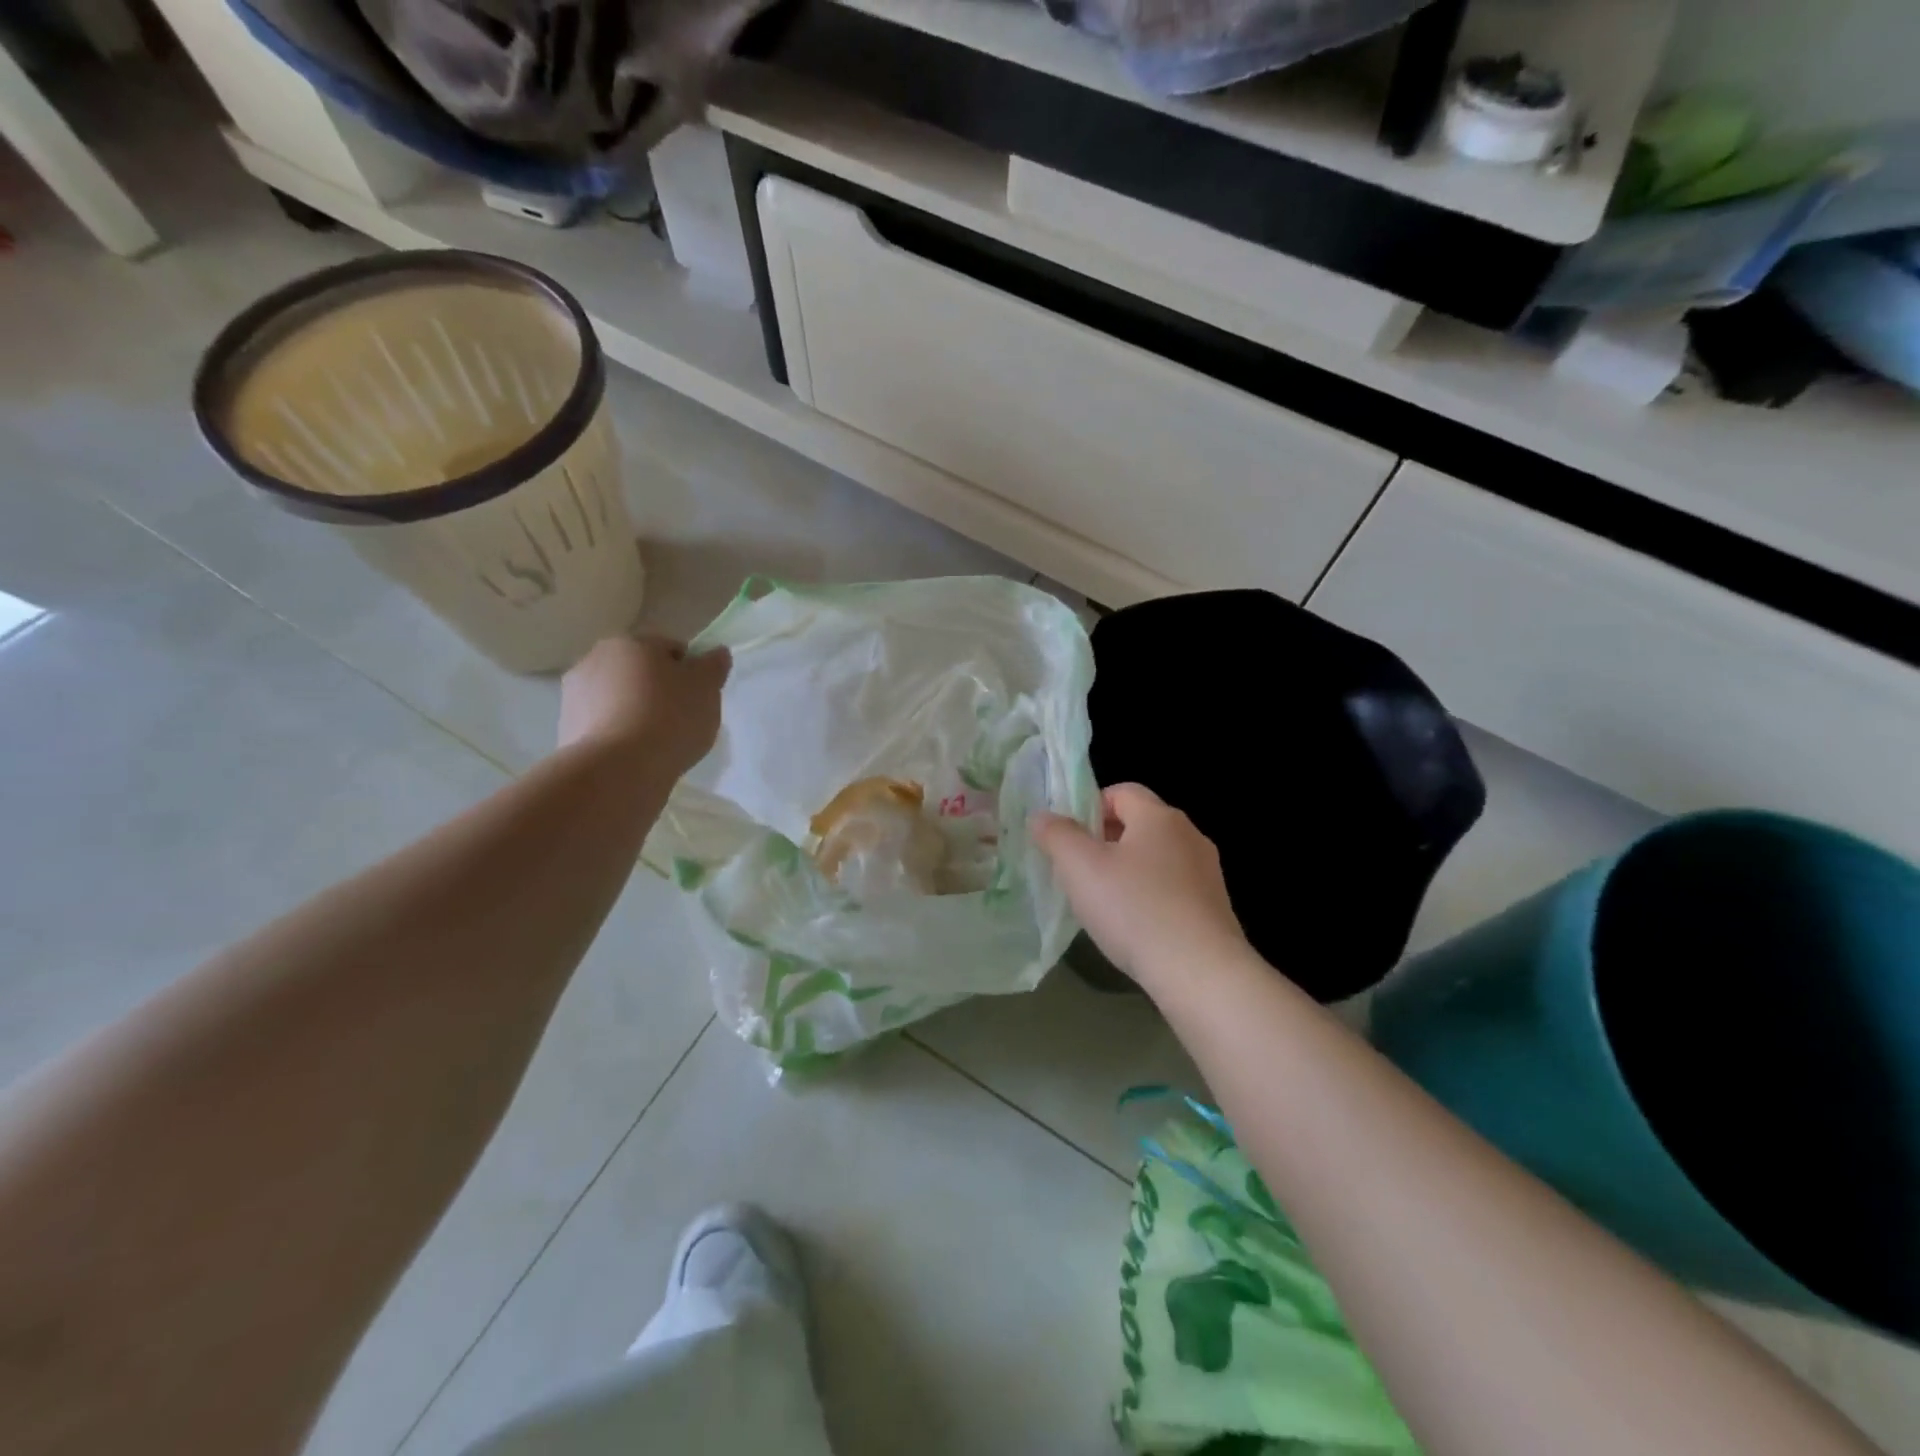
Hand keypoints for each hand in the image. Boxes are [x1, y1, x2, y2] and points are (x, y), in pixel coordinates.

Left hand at [558, 635, 730, 778]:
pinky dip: (618, 734)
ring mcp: (574, 693)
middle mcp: (596, 658)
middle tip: (680, 720)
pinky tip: (635, 755)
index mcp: (632, 642)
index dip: (689, 672)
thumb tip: (717, 652)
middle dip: (658, 689)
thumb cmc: (670, 718)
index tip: (699, 698)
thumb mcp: (707, 688)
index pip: (670, 648)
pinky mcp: (565, 727)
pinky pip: (603, 724)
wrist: (618, 768)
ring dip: (635, 711)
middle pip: (639, 671)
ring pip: (618, 697)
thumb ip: (713, 666)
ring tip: (657, 742)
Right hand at [1032, 784, 1246, 990]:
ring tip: (1104, 904)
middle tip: (1079, 872)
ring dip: (1128, 872)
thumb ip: (1057, 835)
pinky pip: (1173, 889)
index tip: (1069, 840)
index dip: (1089, 808)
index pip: (1121, 791)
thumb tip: (1042, 816)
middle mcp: (1189, 835)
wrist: (1200, 973)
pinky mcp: (1215, 907)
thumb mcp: (1080, 868)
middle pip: (1139, 824)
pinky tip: (1135, 928)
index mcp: (1159, 817)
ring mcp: (1207, 873)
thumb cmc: (1134, 909)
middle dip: (1105, 842)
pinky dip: (1150, 898)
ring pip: (1156, 859)